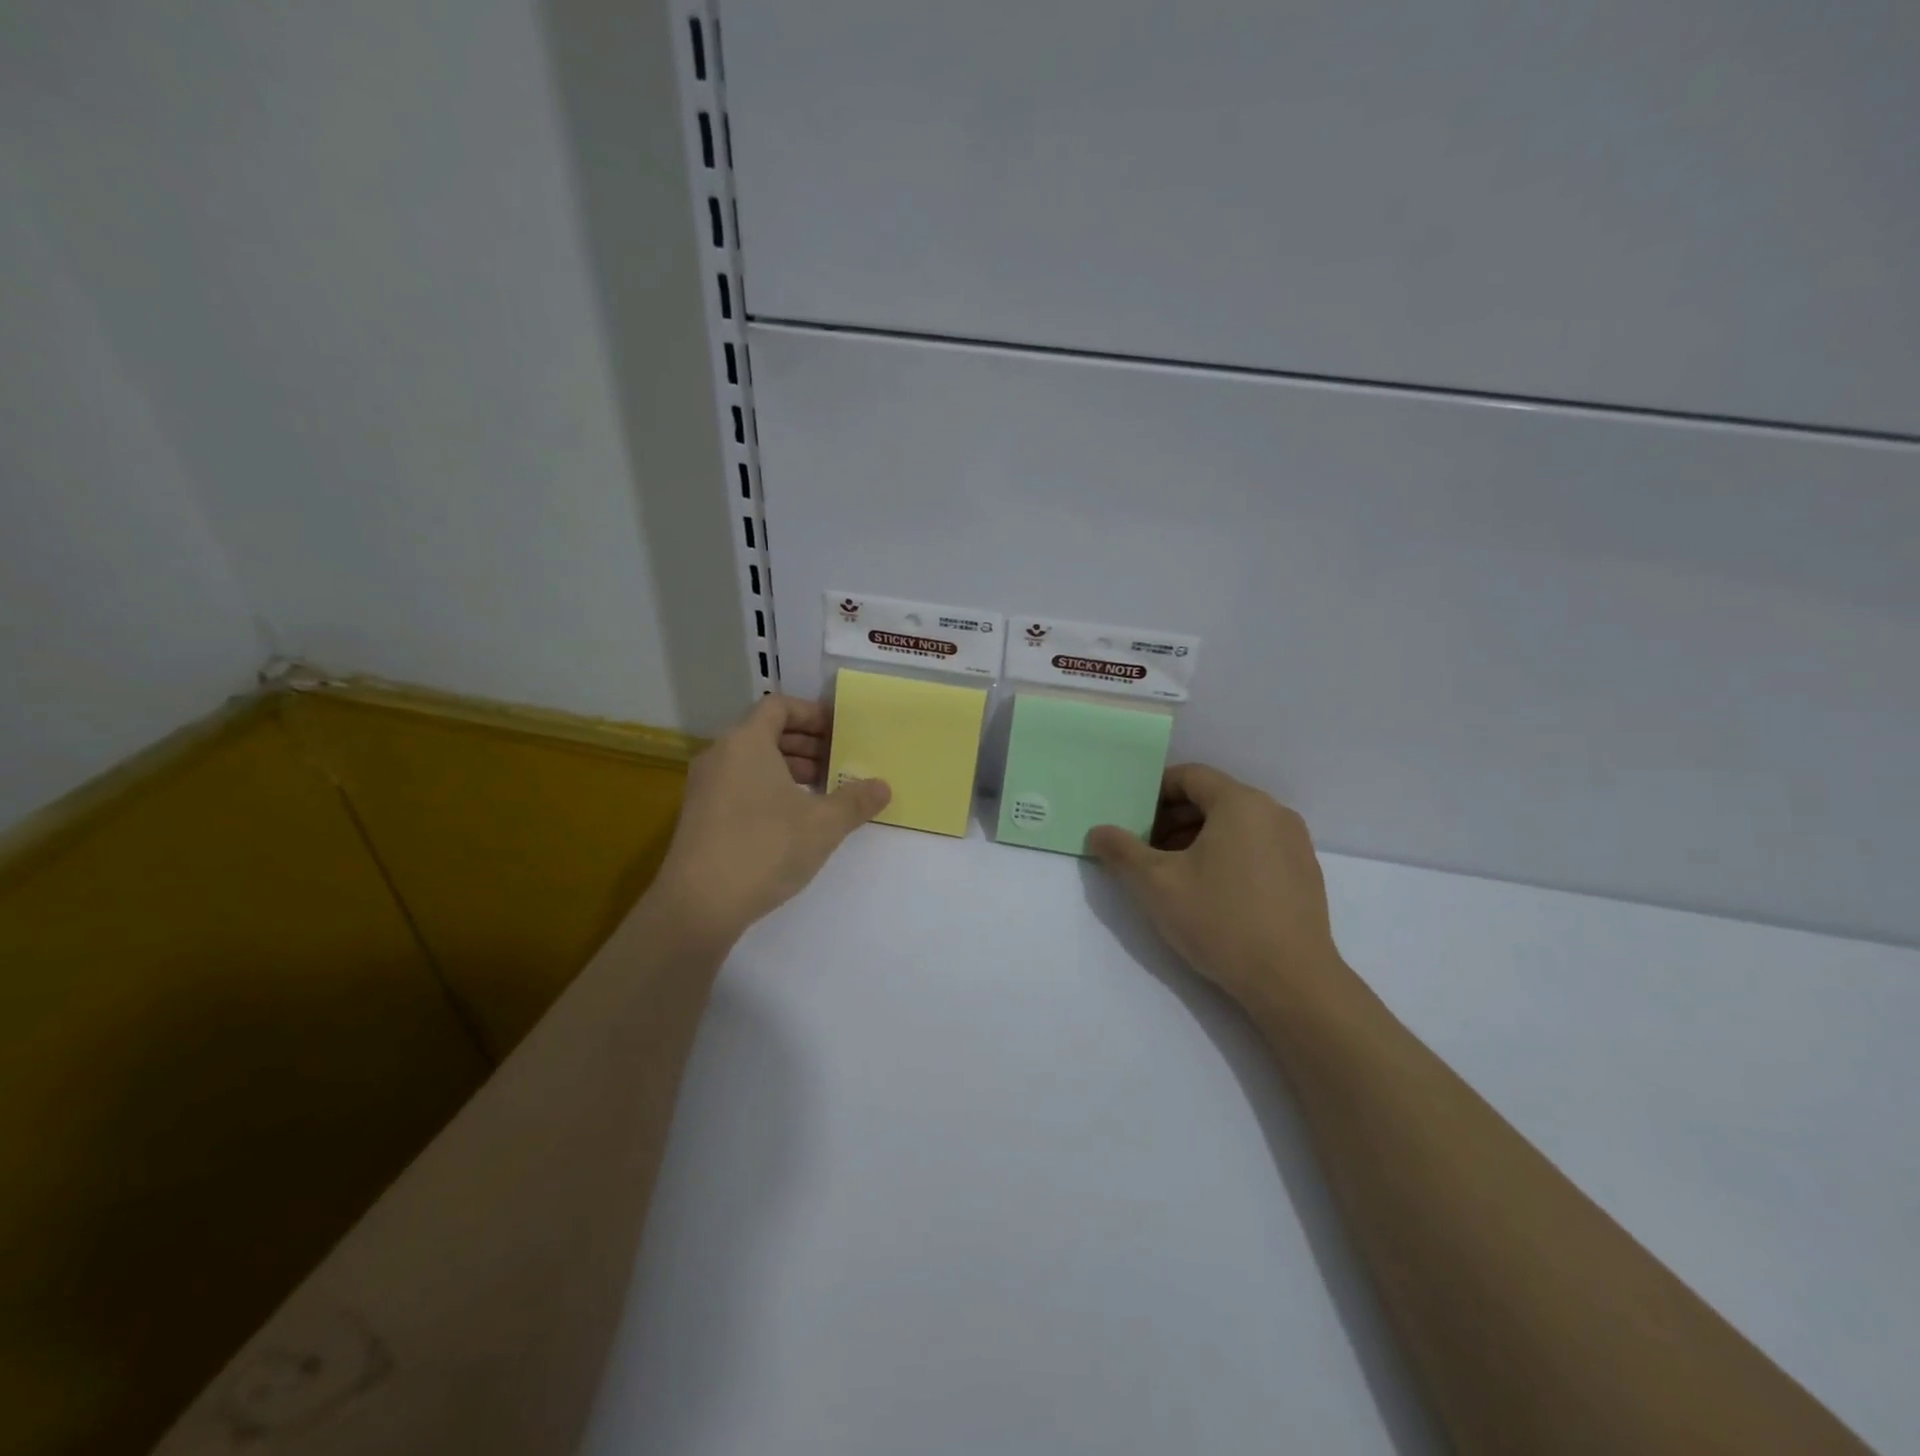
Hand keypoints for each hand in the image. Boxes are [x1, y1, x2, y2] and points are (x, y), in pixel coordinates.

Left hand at [649, 695, 890, 948]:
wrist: (699, 904)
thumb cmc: (765, 848)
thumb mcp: (823, 824)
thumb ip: (855, 800)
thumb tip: (883, 786)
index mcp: (746, 742)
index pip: (778, 706)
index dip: (811, 714)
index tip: (838, 731)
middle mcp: (720, 755)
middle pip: (765, 732)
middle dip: (804, 744)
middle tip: (837, 761)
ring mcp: (704, 786)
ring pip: (751, 761)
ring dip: (787, 768)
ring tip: (820, 791)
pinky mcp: (699, 816)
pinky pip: (738, 784)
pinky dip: (767, 788)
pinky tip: (791, 819)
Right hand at [1088, 765, 1346, 1015]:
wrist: (1292, 981)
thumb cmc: (1220, 920)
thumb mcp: (1156, 884)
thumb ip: (1122, 851)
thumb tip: (1097, 832)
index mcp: (1241, 803)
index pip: (1190, 776)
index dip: (1155, 791)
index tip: (1132, 819)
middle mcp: (1273, 813)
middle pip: (1213, 798)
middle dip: (1173, 818)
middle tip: (1144, 849)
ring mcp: (1294, 843)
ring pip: (1235, 824)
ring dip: (1197, 838)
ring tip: (1172, 873)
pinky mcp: (1304, 873)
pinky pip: (1256, 846)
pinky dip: (1227, 854)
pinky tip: (1210, 892)